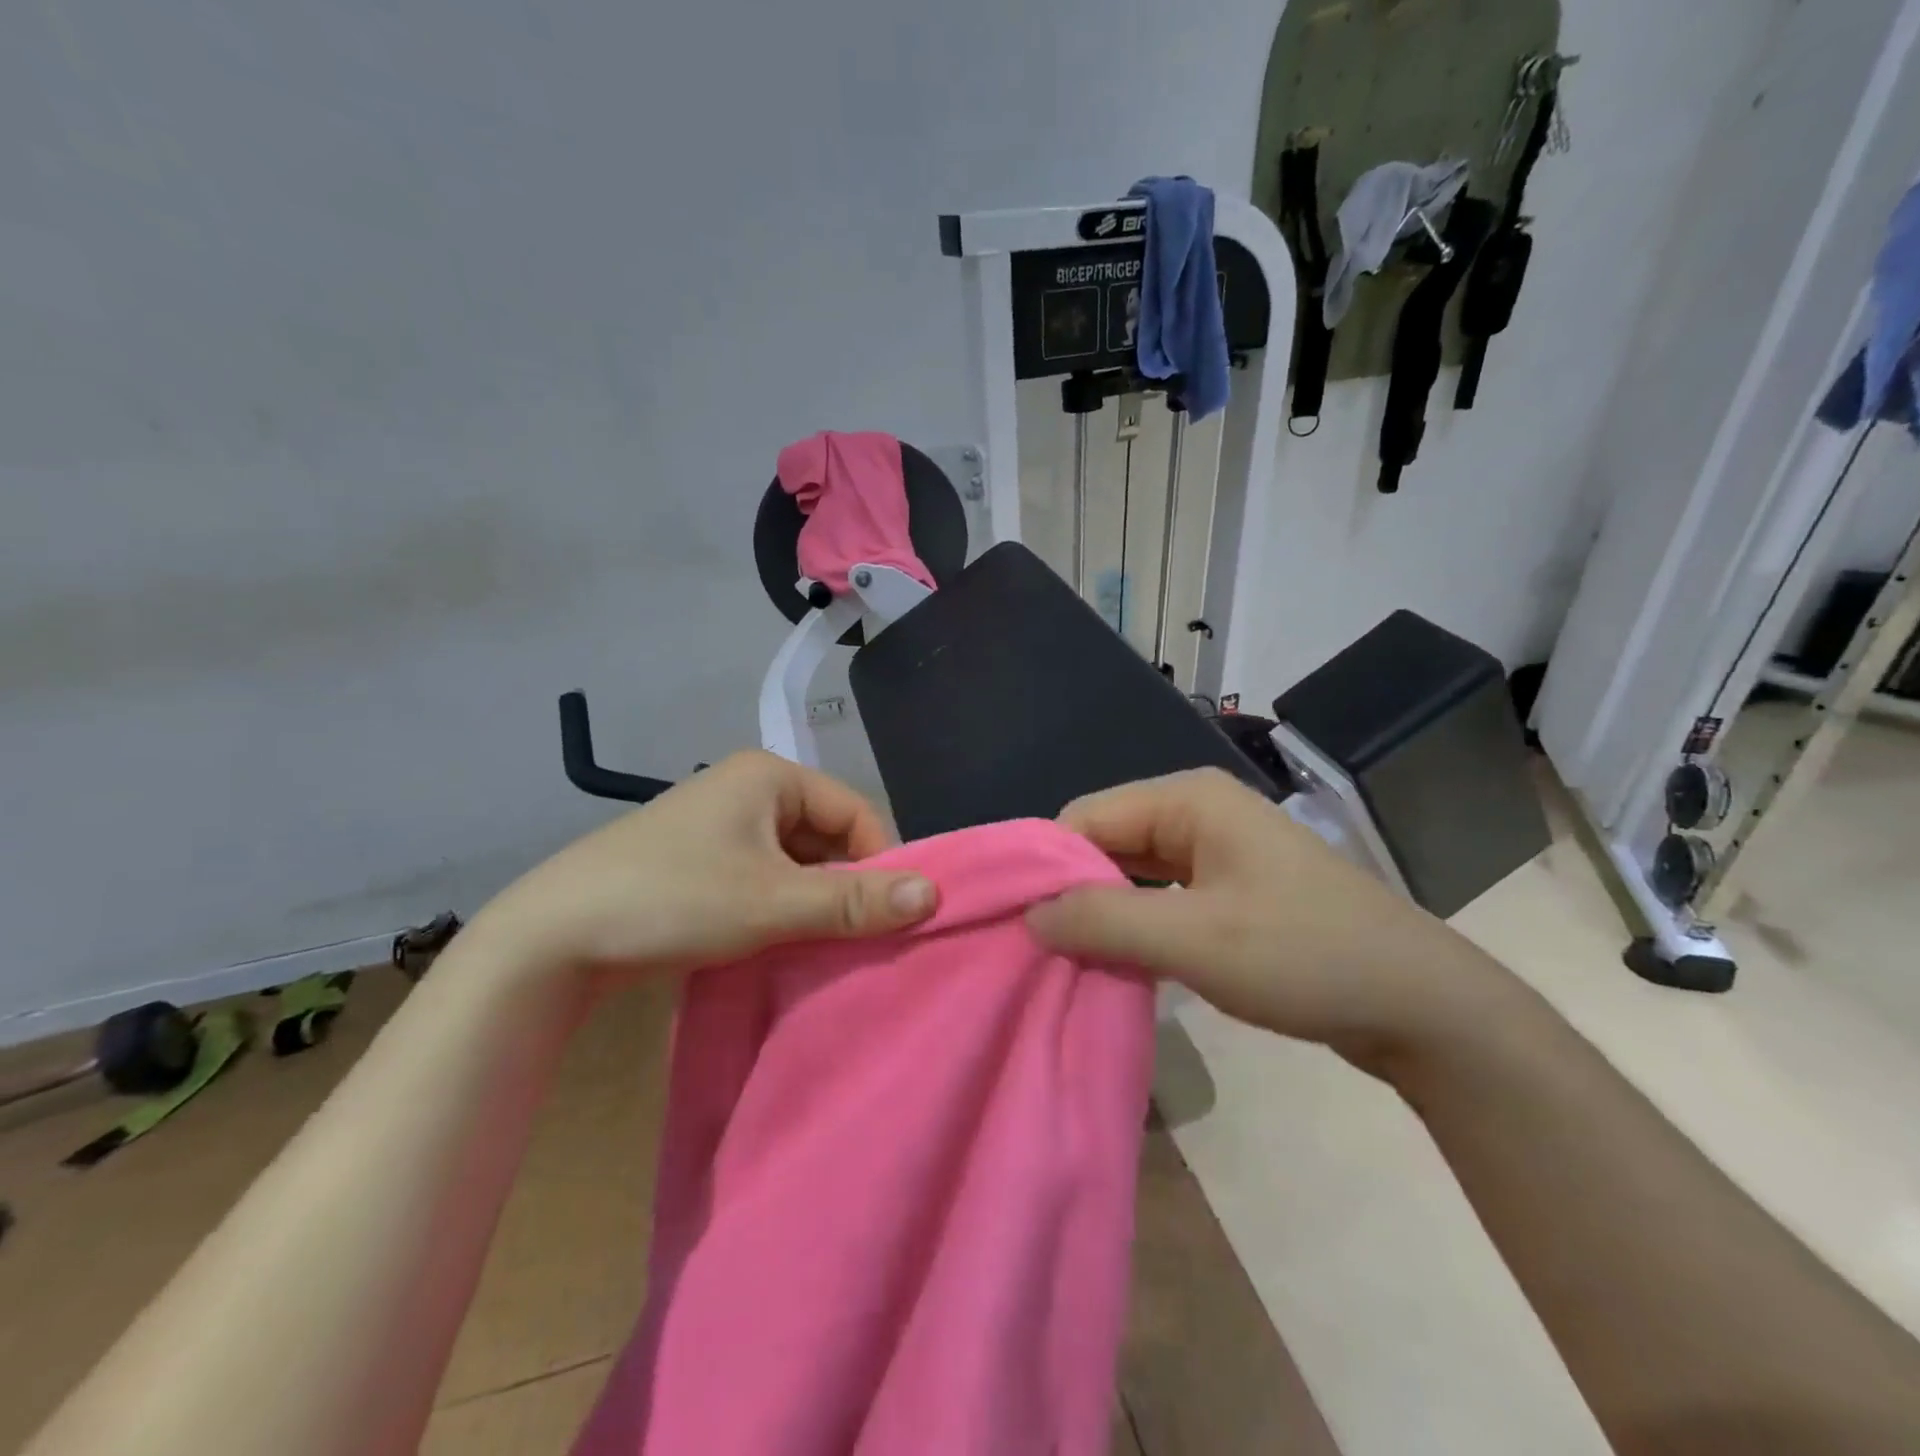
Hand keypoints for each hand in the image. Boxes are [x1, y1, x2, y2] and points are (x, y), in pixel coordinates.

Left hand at [476, 752, 936, 986]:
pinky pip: (764, 876)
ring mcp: (720, 824)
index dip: (880, 863)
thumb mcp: (772, 902)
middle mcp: (748, 788)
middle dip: (845, 887)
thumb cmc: (673, 899)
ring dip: (812, 901)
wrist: (551, 938)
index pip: (855, 813)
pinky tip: (781, 942)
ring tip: (821, 947)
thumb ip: (854, 901)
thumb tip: (935, 895)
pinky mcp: (700, 859)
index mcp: (770, 775)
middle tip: (857, 940)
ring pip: (796, 861)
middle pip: (826, 836)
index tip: (890, 918)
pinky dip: (781, 907)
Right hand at [1025, 769, 1516, 1068]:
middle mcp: (1196, 811)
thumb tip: (1029, 915)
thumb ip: (1104, 921)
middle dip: (1073, 892)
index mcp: (1187, 799)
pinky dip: (1135, 925)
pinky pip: (1160, 896)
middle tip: (1041, 951)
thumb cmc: (1306, 957)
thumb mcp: (1195, 939)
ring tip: (1070, 961)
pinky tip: (1118, 961)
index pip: (1085, 817)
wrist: (1421, 1006)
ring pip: (1131, 873)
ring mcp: (1215, 850)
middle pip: (1106, 841)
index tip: (1020, 925)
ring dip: (1103, 913)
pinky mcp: (1228, 888)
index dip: (1048, 868)